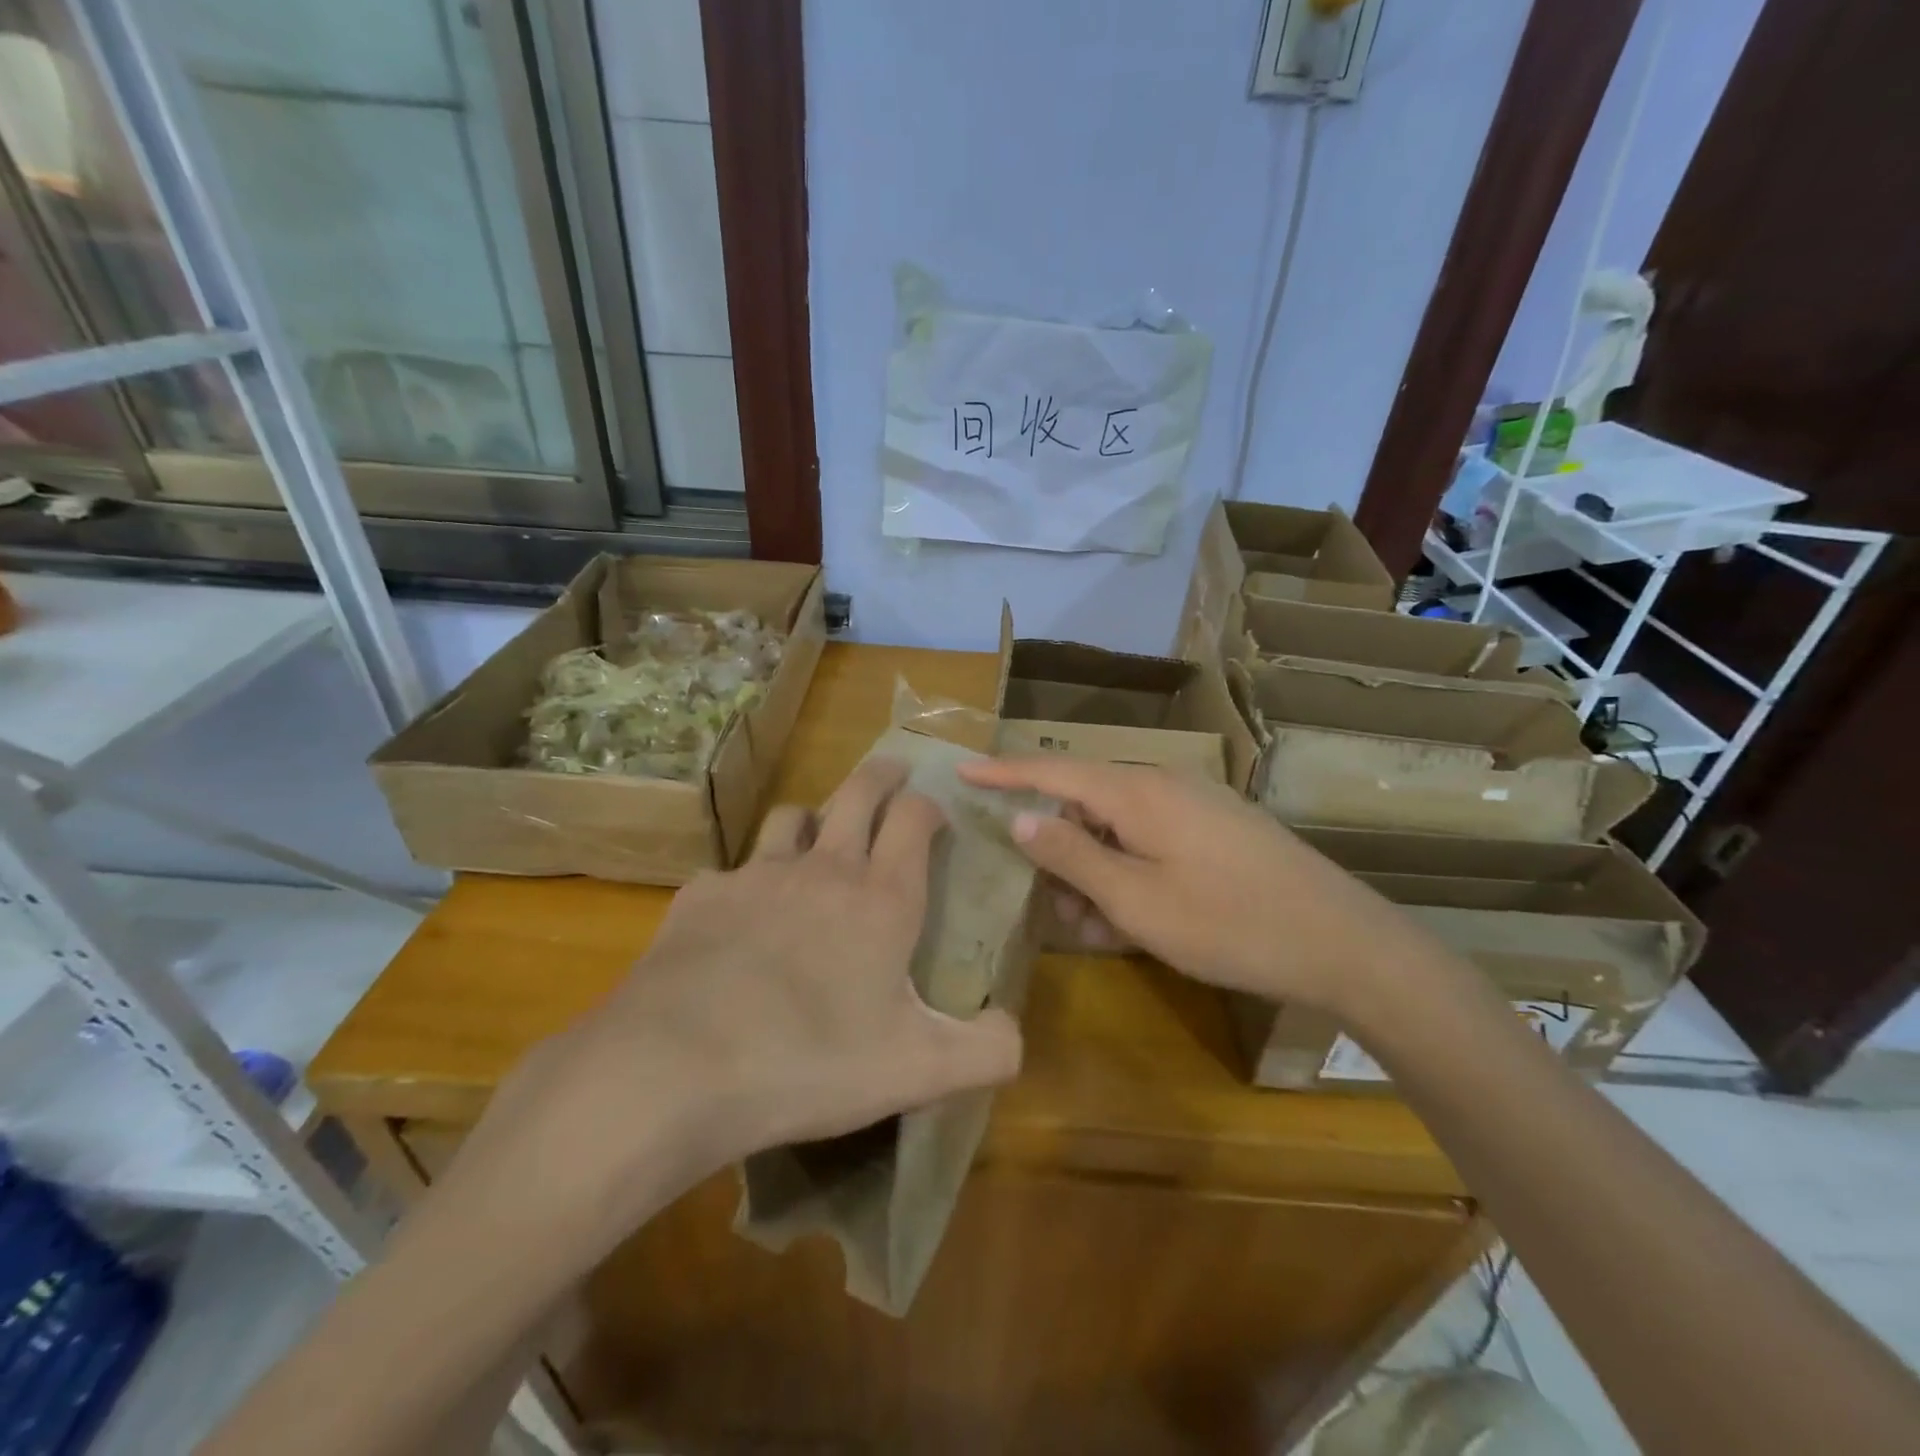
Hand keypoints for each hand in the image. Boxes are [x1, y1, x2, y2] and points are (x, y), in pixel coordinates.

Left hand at [435, 758, 1021, 1269]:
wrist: (677, 1068)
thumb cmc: (811, 1061)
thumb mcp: (918, 1070)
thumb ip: (986, 1050)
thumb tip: (1013, 1028)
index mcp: (881, 898)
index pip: (915, 818)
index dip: (930, 805)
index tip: (937, 814)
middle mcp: (823, 870)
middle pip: (858, 792)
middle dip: (882, 775)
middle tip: (893, 772)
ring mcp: (757, 875)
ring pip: (793, 817)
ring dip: (814, 818)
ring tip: (819, 839)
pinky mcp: (702, 896)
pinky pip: (732, 871)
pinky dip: (747, 881)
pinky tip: (740, 917)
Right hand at [959, 756, 1418, 1014]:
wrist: (1343, 944)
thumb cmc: (1229, 924)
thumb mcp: (1136, 900)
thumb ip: (1072, 855)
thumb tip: (1021, 817)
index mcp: (1138, 792)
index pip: (1053, 771)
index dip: (1004, 771)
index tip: (962, 769)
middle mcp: (1163, 785)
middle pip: (1085, 803)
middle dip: (1059, 851)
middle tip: (1053, 906)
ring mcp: (1194, 806)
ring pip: (1118, 829)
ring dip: (1096, 872)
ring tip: (1098, 928)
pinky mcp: (1215, 831)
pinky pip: (1151, 841)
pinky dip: (1130, 874)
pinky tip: (1135, 921)